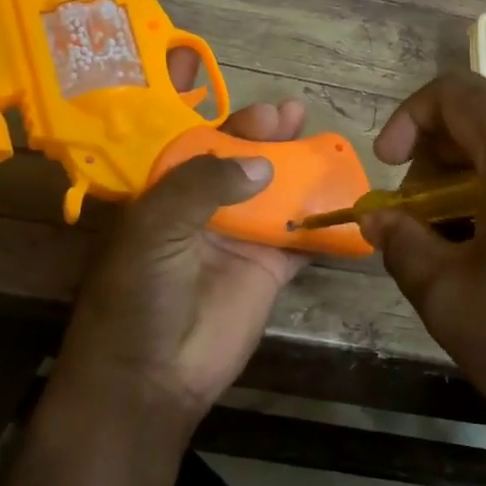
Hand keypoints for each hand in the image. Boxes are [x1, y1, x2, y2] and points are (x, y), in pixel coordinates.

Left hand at [53, 97, 309, 432]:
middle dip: (266, 137)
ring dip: (298, 169)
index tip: (258, 109)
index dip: (226, 122)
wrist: (152, 376)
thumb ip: (202, 185)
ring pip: (275, 193)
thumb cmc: (139, 295)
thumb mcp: (155, 228)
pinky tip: (345, 196)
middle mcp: (204, 210)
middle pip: (242, 163)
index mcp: (167, 194)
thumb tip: (261, 164)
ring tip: (321, 141)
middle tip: (291, 116)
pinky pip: (302, 239)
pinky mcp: (269, 270)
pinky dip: (324, 221)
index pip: (197, 143)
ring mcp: (240, 239)